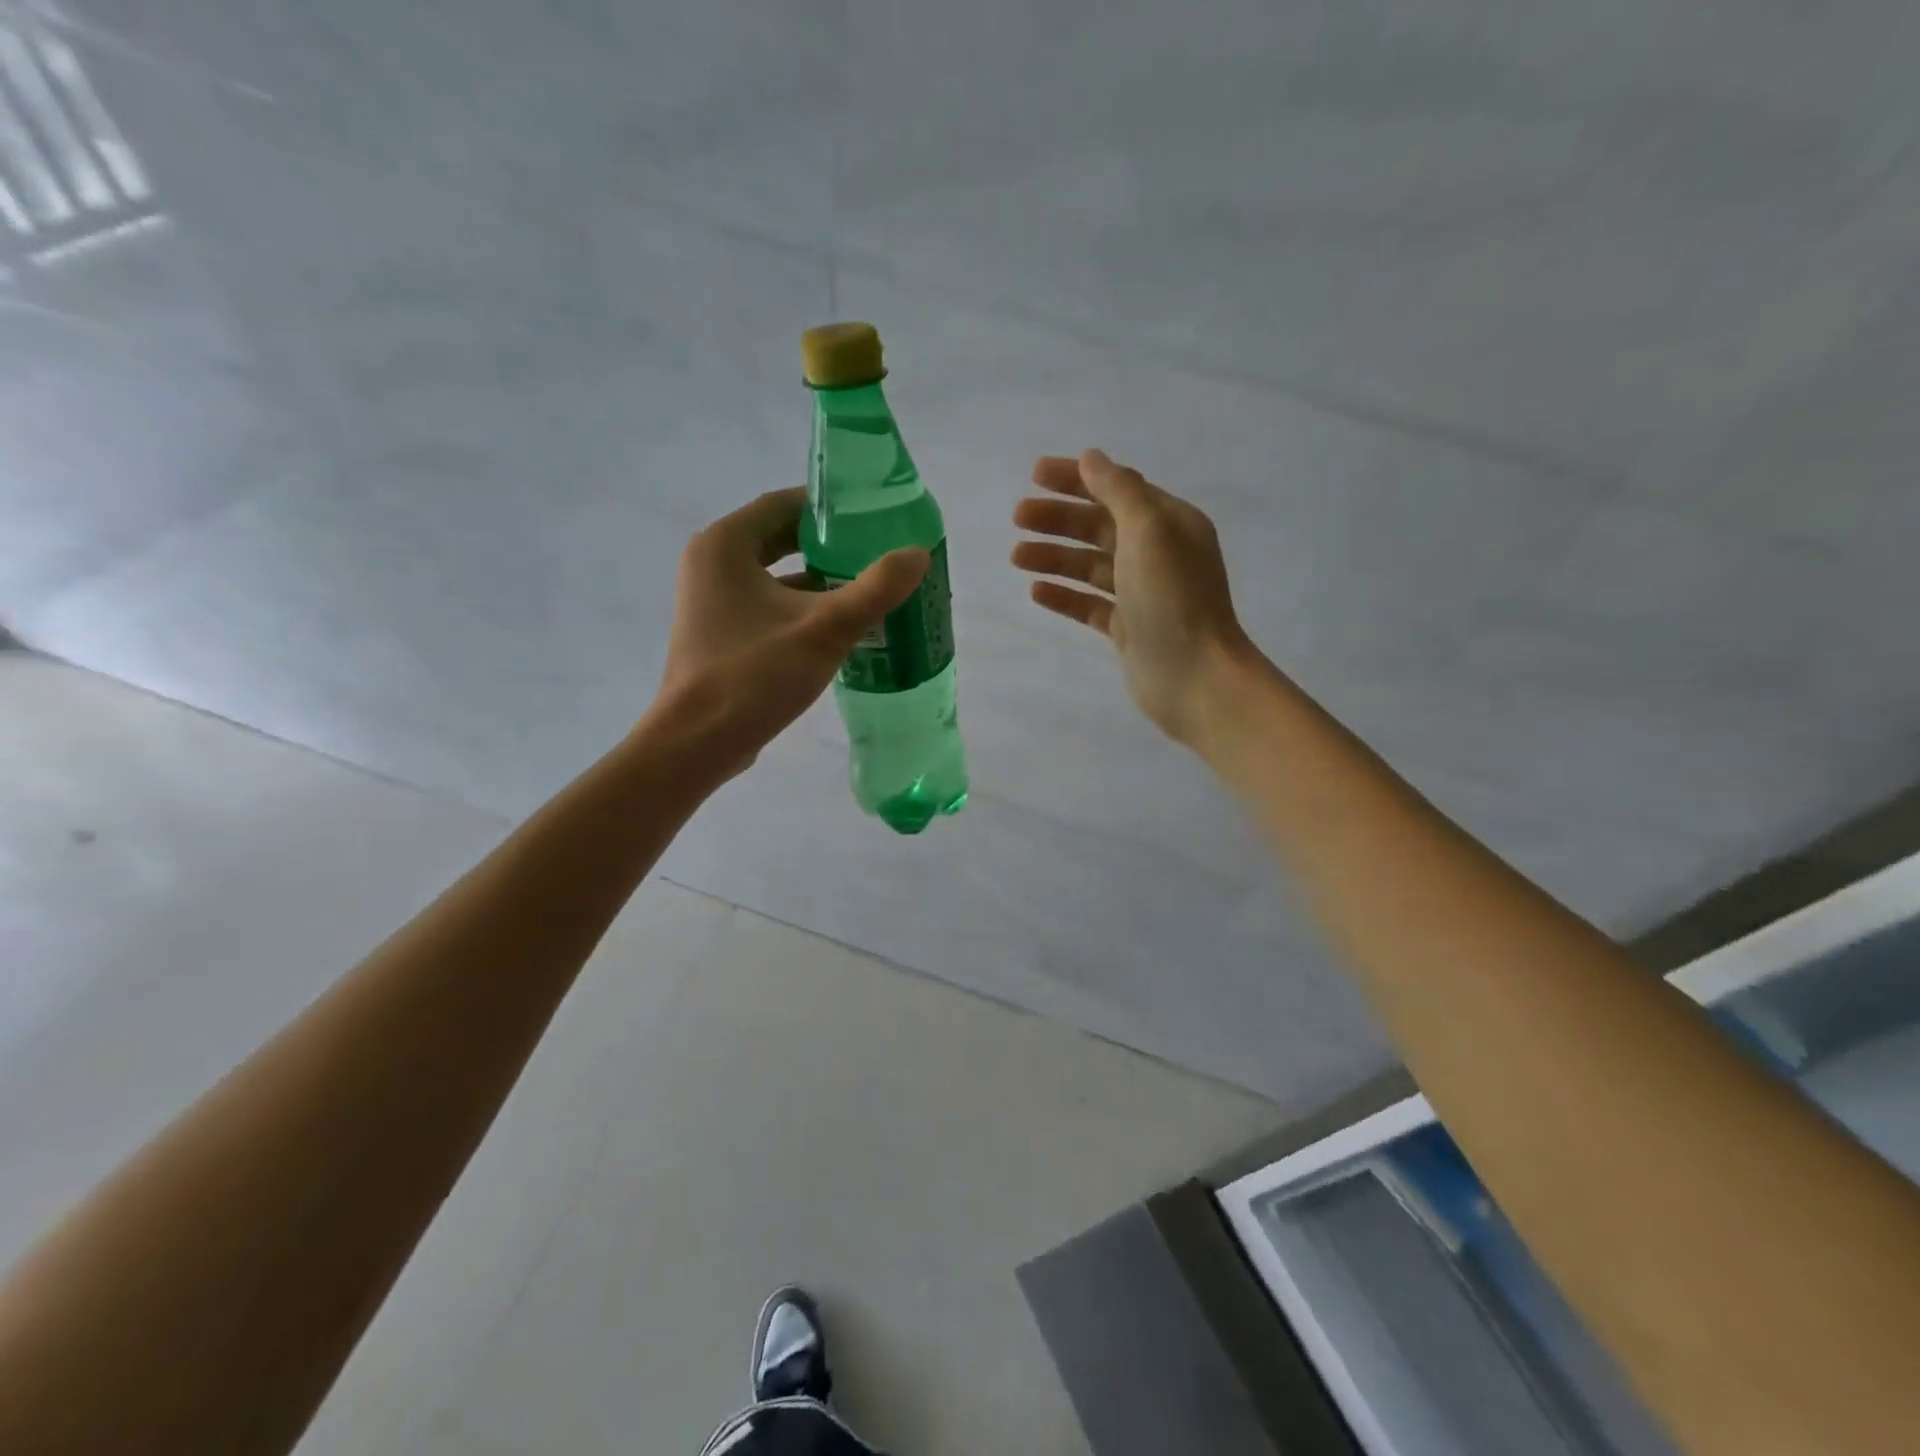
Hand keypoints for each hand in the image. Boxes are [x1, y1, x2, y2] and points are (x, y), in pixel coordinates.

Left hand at [652, 487, 928, 775]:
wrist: (698, 743)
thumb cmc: (754, 675)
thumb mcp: (824, 629)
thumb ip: (875, 589)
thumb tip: (918, 554)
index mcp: (725, 545)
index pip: (783, 504)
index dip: (829, 507)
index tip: (872, 516)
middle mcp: (711, 563)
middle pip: (780, 537)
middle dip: (829, 545)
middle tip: (877, 551)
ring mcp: (712, 600)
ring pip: (776, 574)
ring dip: (819, 579)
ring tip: (869, 586)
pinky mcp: (720, 632)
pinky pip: (768, 604)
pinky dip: (802, 607)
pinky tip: (841, 625)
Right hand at [1013, 449, 1254, 746]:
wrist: (1194, 676)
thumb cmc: (1173, 597)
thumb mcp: (1148, 530)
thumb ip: (1119, 489)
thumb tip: (1091, 457)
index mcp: (1169, 523)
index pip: (1117, 489)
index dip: (1076, 479)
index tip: (1034, 475)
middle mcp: (1157, 554)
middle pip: (1099, 527)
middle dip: (1058, 519)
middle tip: (1017, 517)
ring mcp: (1142, 594)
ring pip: (1089, 566)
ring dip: (1054, 557)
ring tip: (1016, 556)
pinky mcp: (1128, 629)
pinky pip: (1090, 605)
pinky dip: (1064, 596)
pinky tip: (1036, 592)